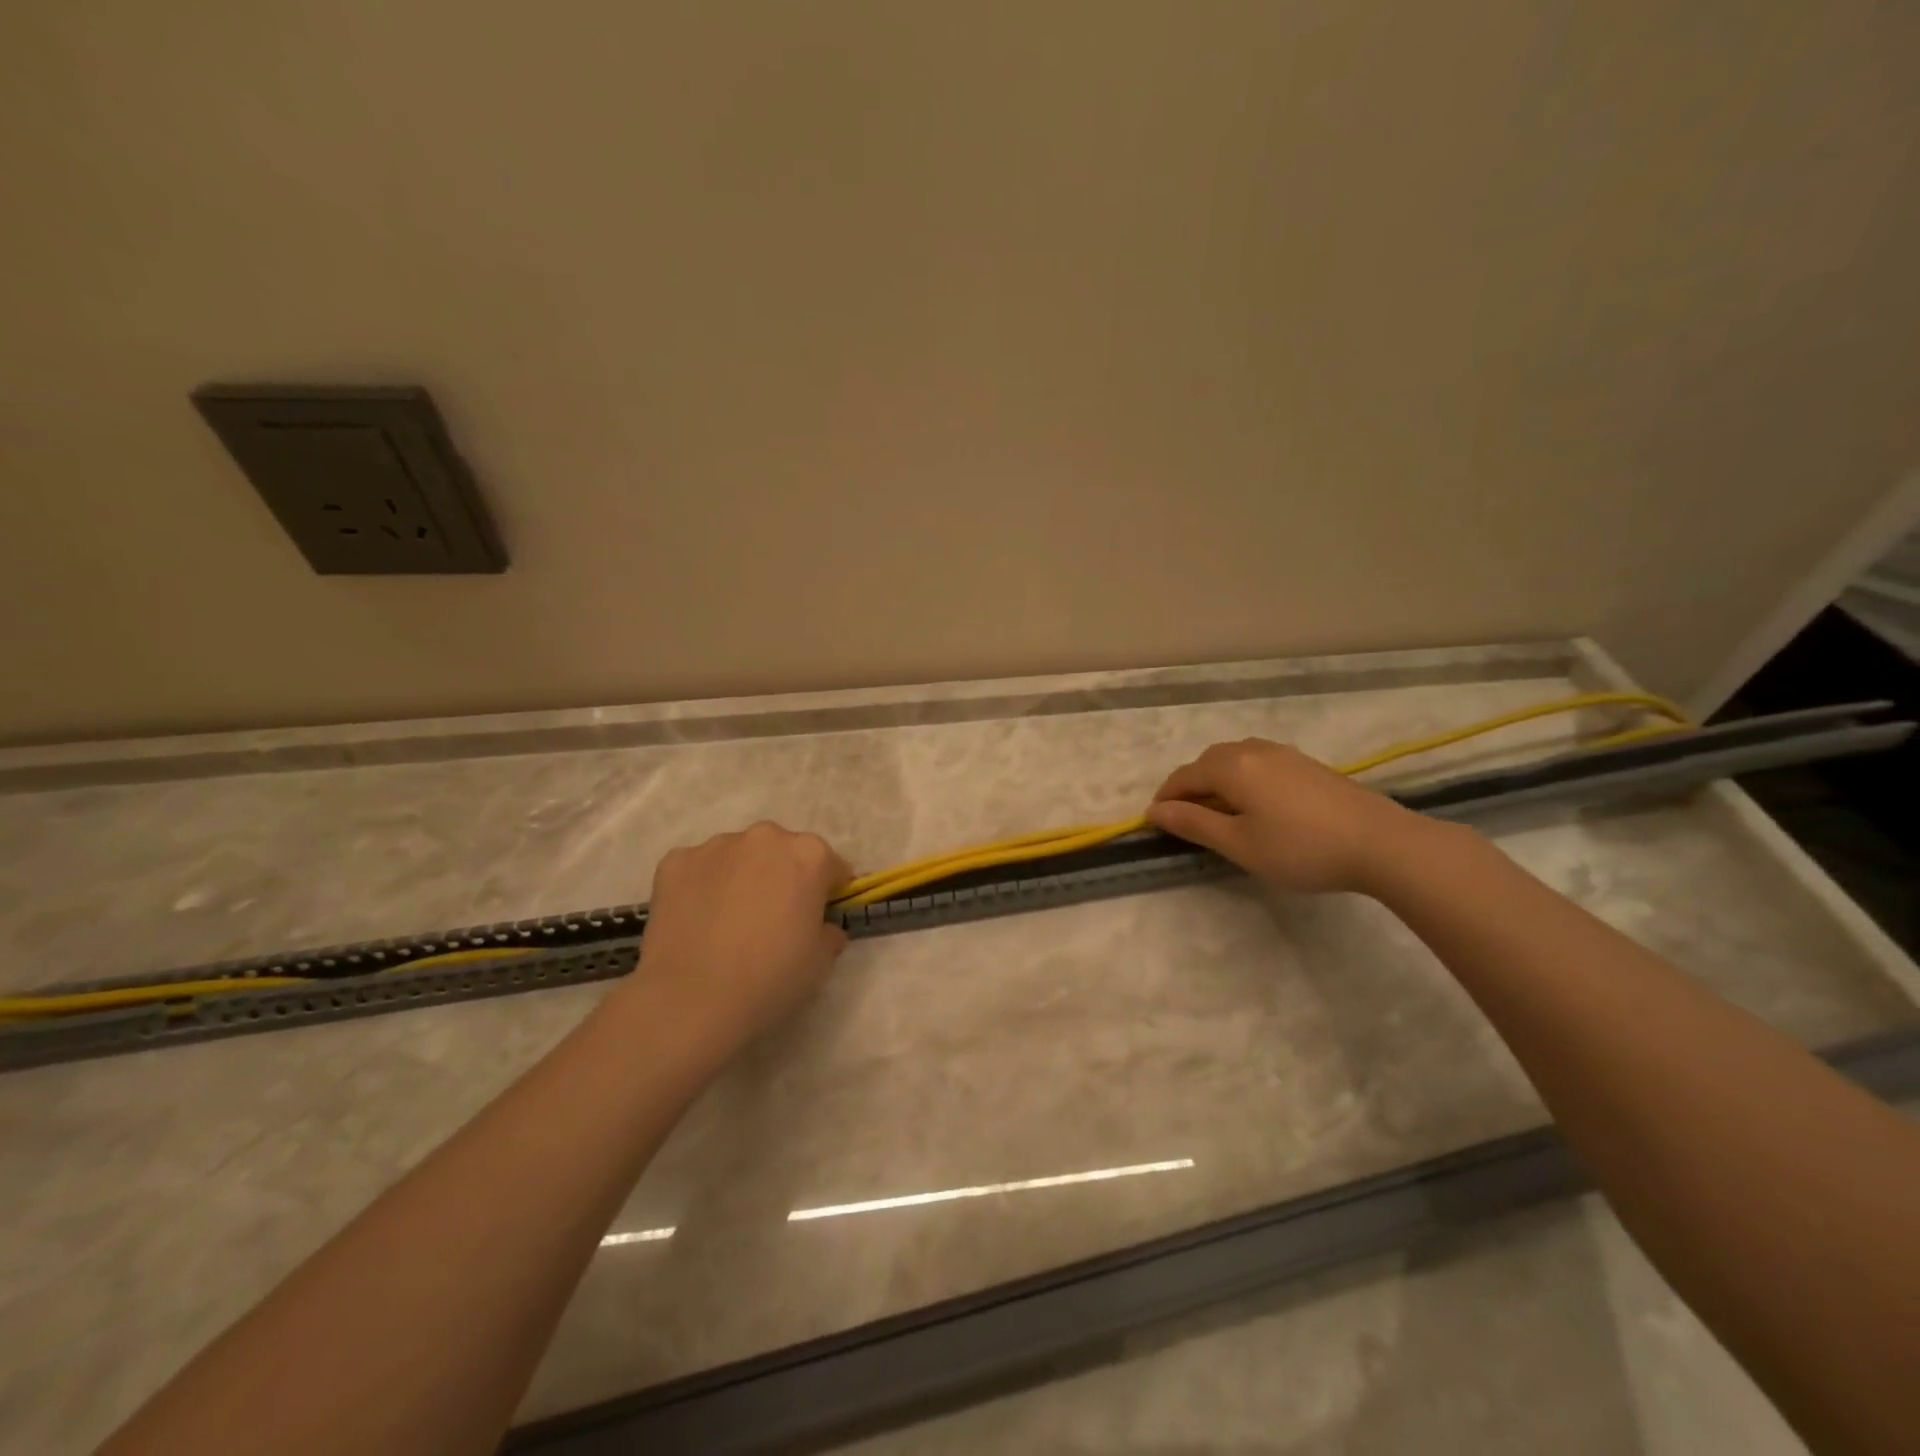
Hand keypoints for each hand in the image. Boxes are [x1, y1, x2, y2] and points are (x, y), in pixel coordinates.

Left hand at [625, 821, 851, 1054]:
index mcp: (809, 854)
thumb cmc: (771, 978)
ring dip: (741, 877)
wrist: (692, 999)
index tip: (817, 917)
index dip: (827, 893)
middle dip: (782, 877)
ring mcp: (716, 846)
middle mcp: (765, 837)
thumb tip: (821, 927)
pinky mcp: (675, 862)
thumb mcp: (821, 961)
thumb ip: (828, 932)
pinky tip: (697, 923)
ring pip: (739, 857)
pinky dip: (701, 887)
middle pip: (782, 853)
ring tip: (728, 922)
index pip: (831, 867)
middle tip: (772, 920)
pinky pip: (698, 869)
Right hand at [1145, 738, 1437, 894]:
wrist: (1382, 843)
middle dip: (1190, 787)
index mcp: (1231, 767)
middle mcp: (1253, 750)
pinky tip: (1258, 805)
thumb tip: (1155, 810)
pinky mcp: (1307, 764)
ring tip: (1221, 813)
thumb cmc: (1301, 849)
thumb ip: (1194, 824)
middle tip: (1187, 821)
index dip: (1165, 799)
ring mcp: (1284, 754)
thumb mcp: (1239, 844)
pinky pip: (1259, 763)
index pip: (1183, 776)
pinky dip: (1243, 779)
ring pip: (1234, 759)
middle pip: (1207, 762)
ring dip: (1217, 781)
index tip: (1154, 824)